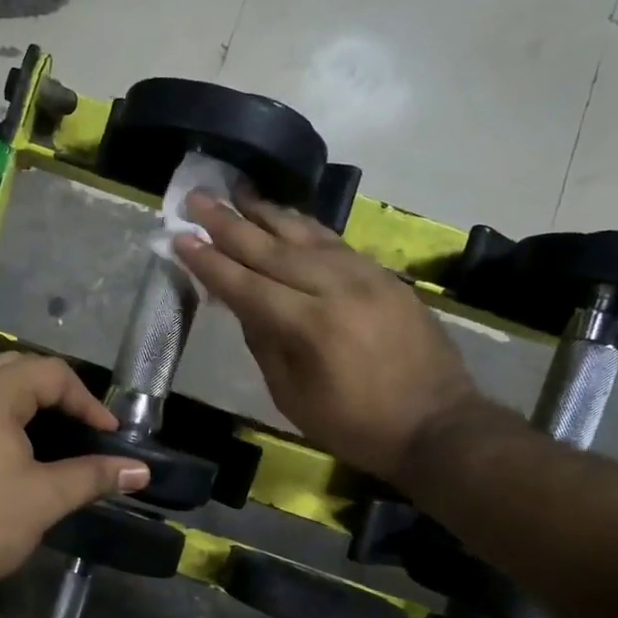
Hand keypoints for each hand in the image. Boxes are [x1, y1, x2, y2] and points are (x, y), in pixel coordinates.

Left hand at [0, 353, 150, 599]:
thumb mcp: (45, 498)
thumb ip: (94, 476)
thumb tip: (141, 471)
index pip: (50, 373)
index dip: (87, 401)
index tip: (108, 434)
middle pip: (18, 369)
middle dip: (55, 394)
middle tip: (81, 427)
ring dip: (23, 402)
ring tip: (51, 436)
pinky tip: (8, 451)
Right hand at [174, 186, 479, 486]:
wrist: (437, 425)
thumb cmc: (355, 425)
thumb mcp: (293, 397)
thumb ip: (265, 345)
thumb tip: (244, 304)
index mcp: (309, 326)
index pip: (246, 285)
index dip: (210, 262)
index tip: (180, 238)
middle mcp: (336, 288)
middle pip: (271, 248)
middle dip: (228, 223)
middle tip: (196, 198)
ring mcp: (366, 276)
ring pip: (306, 235)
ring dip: (267, 213)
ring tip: (237, 192)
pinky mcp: (385, 276)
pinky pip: (335, 242)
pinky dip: (305, 227)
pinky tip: (287, 217)